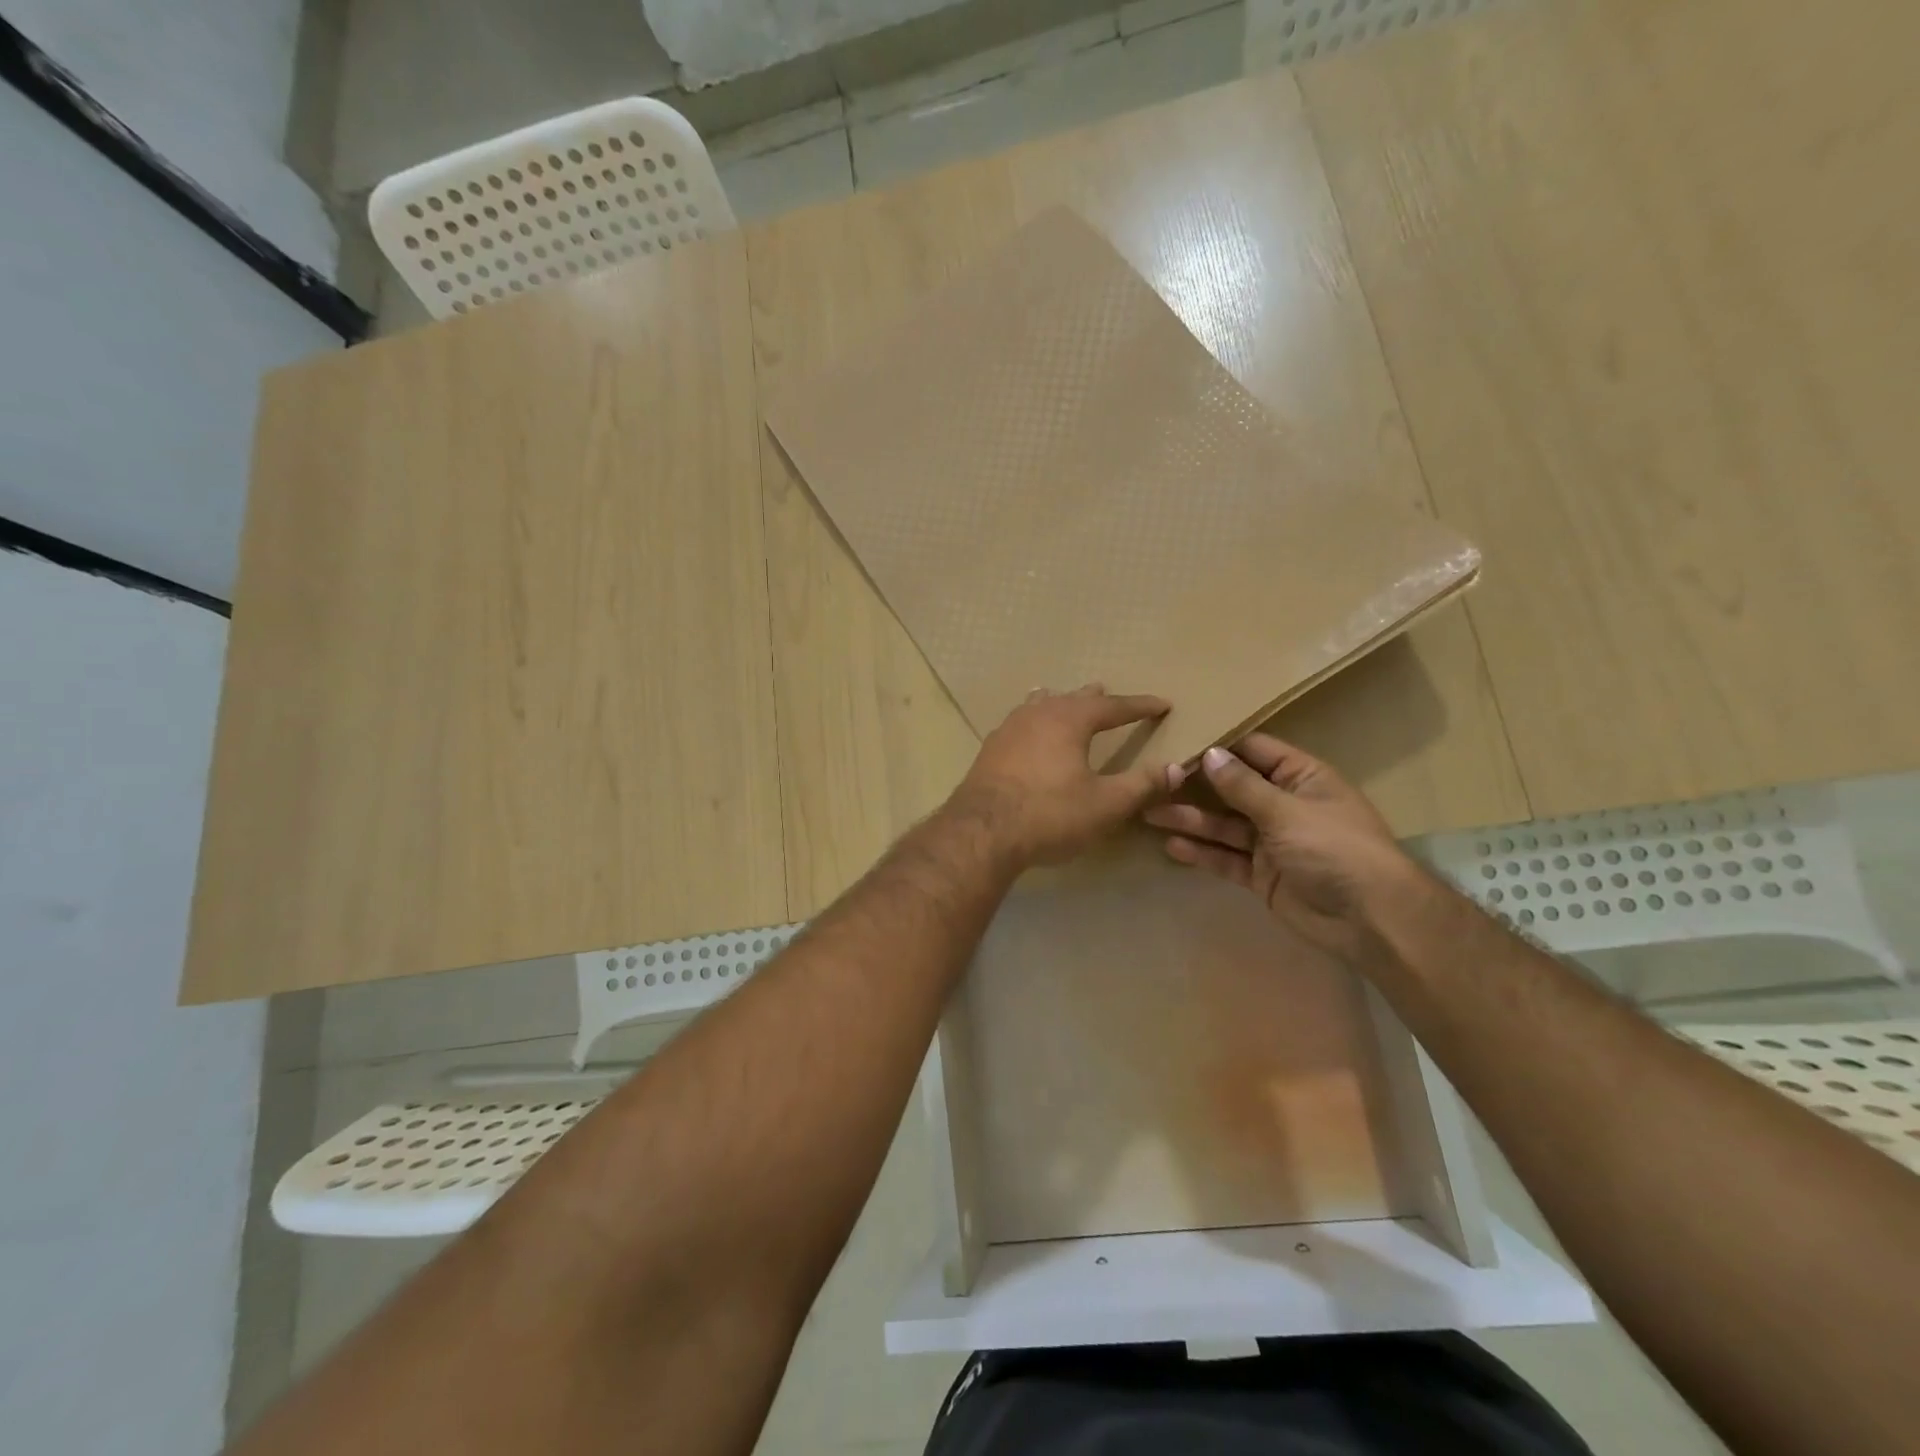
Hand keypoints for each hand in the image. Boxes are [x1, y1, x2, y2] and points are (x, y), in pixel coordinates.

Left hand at [945, 685, 1173, 867]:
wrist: (982, 832)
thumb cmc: (1050, 814)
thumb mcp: (1106, 804)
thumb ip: (1142, 785)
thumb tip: (1176, 768)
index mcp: (1070, 719)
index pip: (1113, 706)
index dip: (1140, 706)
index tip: (1162, 704)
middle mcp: (1038, 714)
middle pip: (1072, 698)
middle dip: (1096, 699)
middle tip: (1108, 694)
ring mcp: (1009, 729)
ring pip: (1040, 705)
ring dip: (1059, 703)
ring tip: (1064, 699)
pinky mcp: (990, 749)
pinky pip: (1019, 723)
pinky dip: (1034, 720)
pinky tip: (1027, 731)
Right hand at [1144, 734, 1433, 966]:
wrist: (1370, 919)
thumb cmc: (1334, 848)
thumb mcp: (1287, 810)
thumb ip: (1243, 786)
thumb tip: (1208, 753)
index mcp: (1301, 777)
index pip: (1253, 751)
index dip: (1218, 747)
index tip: (1176, 741)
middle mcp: (1283, 805)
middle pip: (1232, 789)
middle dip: (1194, 786)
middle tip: (1151, 780)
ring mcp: (1271, 842)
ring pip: (1223, 825)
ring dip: (1190, 819)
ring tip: (1149, 813)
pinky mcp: (1262, 875)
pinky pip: (1226, 858)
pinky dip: (1202, 853)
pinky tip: (1172, 847)